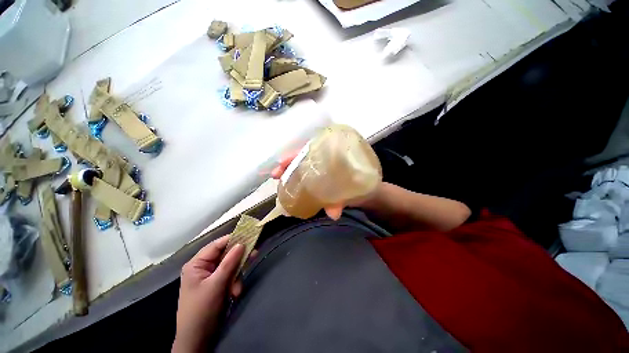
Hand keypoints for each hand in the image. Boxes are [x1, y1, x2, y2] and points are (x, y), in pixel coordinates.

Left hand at [172, 236, 244, 352]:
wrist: (197, 338)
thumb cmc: (202, 309)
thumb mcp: (216, 284)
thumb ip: (229, 262)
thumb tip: (241, 243)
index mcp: (197, 264)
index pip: (217, 245)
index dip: (233, 239)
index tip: (249, 236)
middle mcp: (203, 267)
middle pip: (225, 255)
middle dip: (237, 261)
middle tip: (254, 255)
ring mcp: (210, 276)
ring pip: (230, 266)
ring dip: (236, 276)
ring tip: (236, 290)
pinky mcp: (217, 284)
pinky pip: (230, 276)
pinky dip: (234, 283)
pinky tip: (235, 293)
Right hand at [271, 151, 380, 219]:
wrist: (370, 193)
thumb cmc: (364, 186)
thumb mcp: (355, 191)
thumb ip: (344, 200)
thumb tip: (332, 214)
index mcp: (336, 154)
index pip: (312, 149)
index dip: (296, 154)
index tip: (282, 162)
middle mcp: (326, 158)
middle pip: (303, 157)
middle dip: (288, 163)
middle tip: (276, 174)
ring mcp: (322, 169)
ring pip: (302, 166)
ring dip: (289, 172)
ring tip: (277, 180)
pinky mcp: (320, 179)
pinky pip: (305, 178)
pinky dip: (296, 182)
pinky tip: (288, 190)